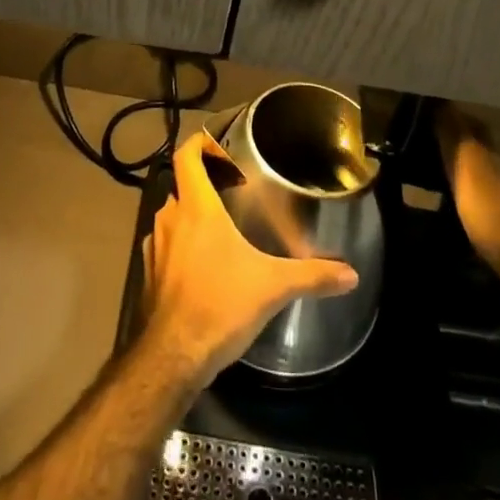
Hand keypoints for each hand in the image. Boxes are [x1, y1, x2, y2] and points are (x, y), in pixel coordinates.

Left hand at [139, 131, 359, 384]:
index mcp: (196, 208)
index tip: (212, 141)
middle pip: (181, 186)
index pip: (185, 157)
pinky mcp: (149, 276)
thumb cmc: (220, 306)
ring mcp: (155, 248)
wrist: (172, 358)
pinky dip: (180, 247)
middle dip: (202, 184)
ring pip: (172, 218)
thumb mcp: (272, 287)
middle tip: (230, 188)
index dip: (196, 143)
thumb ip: (311, 276)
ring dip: (190, 217)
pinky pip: (165, 247)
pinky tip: (202, 267)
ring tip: (219, 227)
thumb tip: (350, 274)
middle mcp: (170, 219)